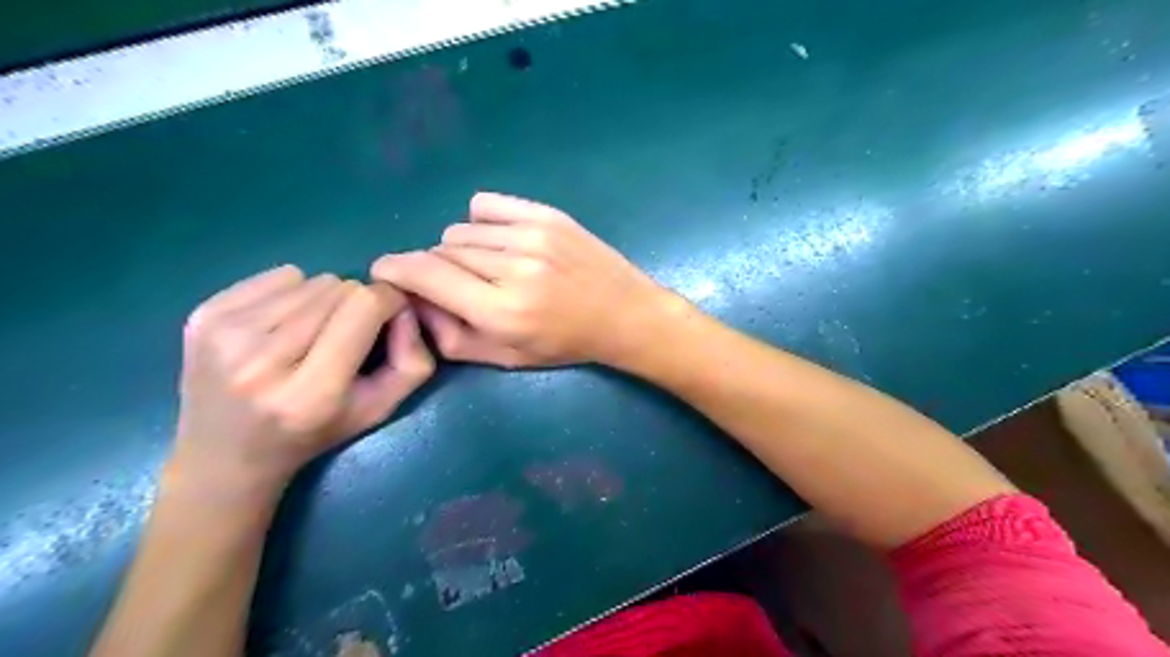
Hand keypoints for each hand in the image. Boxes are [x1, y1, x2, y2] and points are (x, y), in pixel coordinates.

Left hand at [170, 265, 432, 493]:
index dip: (389, 302)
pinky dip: (292, 293)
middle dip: (355, 305)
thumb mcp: (380, 410)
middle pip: (339, 288)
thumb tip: (405, 308)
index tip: (390, 317)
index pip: (365, 306)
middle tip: (346, 335)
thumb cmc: (314, 434)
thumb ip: (412, 362)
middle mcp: (262, 360)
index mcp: (311, 392)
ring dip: (324, 301)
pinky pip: (277, 276)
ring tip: (311, 335)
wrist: (225, 458)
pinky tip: (281, 327)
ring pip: (310, 279)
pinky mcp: (202, 316)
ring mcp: (224, 335)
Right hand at [369, 192, 672, 368]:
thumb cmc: (565, 344)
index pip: (425, 275)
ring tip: (489, 268)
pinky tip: (499, 242)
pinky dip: (481, 224)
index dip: (395, 270)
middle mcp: (513, 268)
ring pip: (461, 231)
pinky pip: (485, 206)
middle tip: (459, 286)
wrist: (623, 314)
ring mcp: (532, 235)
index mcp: (501, 311)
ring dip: (461, 251)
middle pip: (441, 251)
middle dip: (436, 270)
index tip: (385, 272)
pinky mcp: (546, 215)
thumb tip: (413, 302)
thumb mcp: (507, 358)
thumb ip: (451, 337)